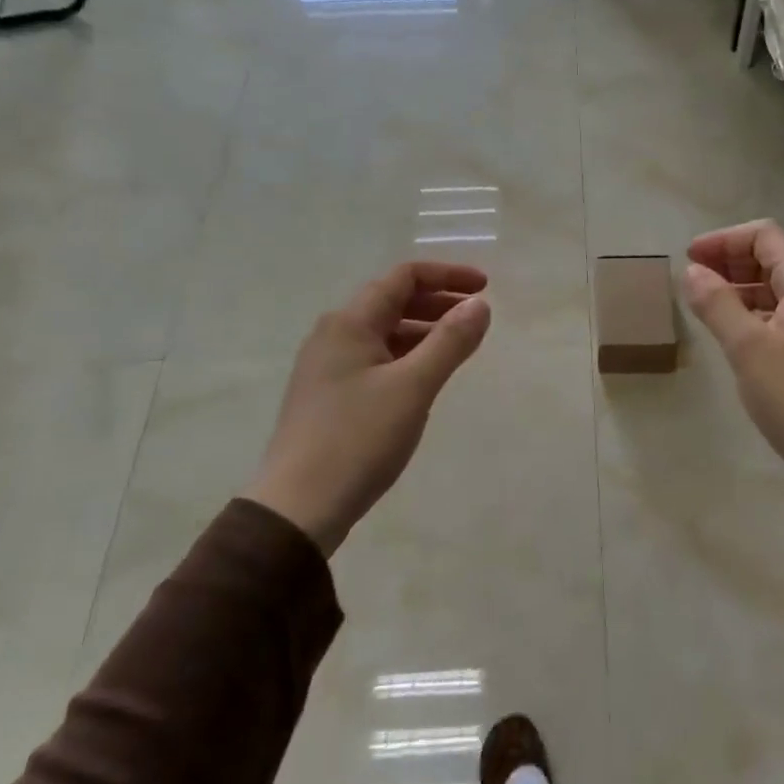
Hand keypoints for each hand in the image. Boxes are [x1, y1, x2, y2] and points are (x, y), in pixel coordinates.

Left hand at [242, 263, 491, 554]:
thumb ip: (450, 341)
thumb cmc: (358, 439)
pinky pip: (376, 360)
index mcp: (350, 323)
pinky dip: (407, 357)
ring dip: (424, 331)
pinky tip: (425, 379)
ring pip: (384, 333)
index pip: (403, 277)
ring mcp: (328, 367)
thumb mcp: (413, 387)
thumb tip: (479, 305)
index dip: (447, 276)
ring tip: (459, 348)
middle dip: (438, 302)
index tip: (484, 289)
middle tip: (476, 318)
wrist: (299, 507)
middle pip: (392, 301)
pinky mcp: (329, 396)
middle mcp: (334, 335)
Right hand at [683, 221, 783, 553]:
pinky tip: (739, 338)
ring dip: (744, 290)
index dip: (724, 240)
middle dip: (732, 262)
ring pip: (782, 291)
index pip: (765, 236)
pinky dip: (759, 316)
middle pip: (775, 259)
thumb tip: (692, 272)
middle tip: (694, 280)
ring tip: (709, 307)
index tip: (688, 259)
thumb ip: (717, 304)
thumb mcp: (747, 348)